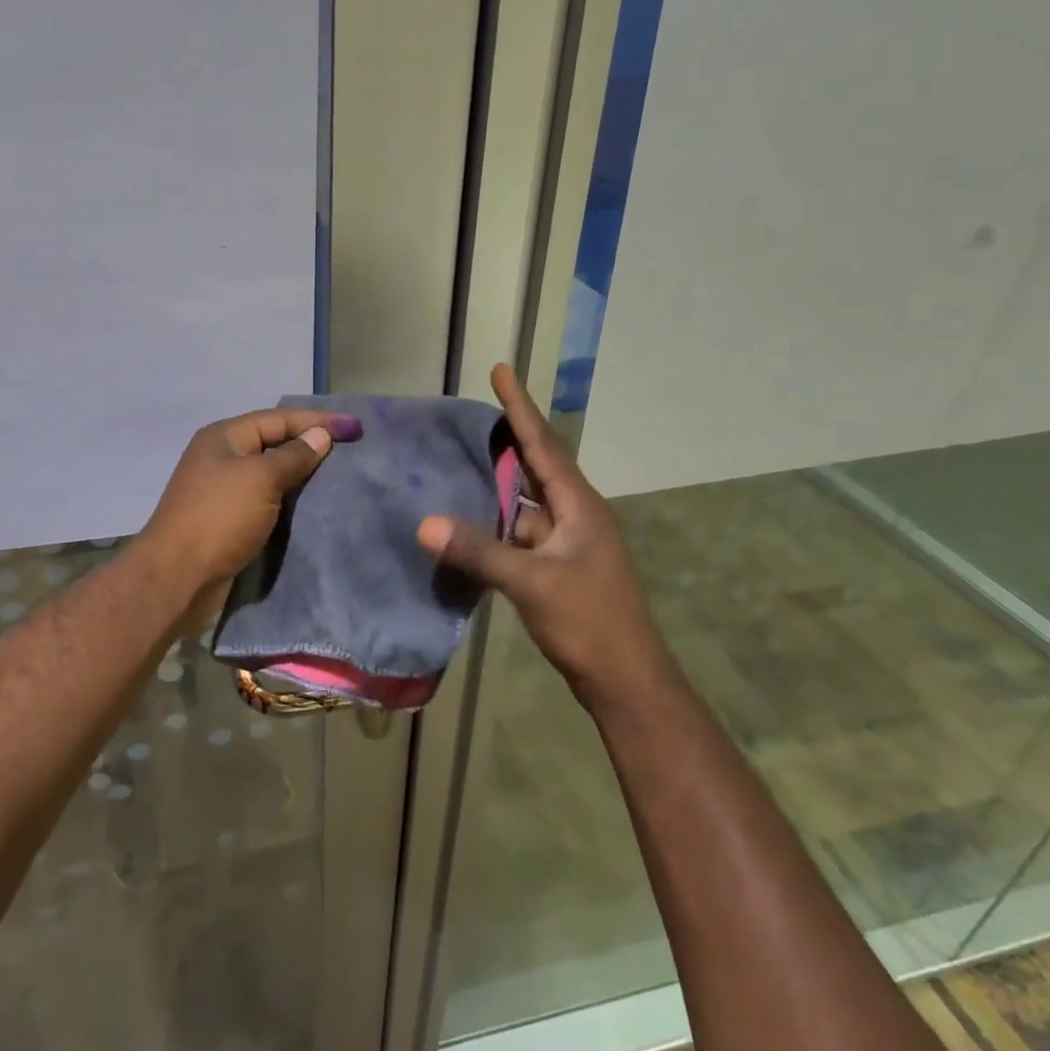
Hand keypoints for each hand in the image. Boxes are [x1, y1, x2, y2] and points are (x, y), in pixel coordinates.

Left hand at [140, 406, 362, 599]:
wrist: (177, 578)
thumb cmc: (219, 518)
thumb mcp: (261, 479)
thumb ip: (293, 456)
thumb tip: (320, 435)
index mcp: (224, 438)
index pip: (278, 418)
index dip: (317, 421)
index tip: (355, 428)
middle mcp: (221, 458)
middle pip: (273, 443)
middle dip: (310, 445)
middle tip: (350, 449)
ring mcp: (222, 490)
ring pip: (270, 474)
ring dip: (301, 474)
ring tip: (338, 476)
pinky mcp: (227, 520)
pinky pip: (265, 500)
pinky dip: (289, 499)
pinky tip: (312, 505)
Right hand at [416, 364, 661, 705]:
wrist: (625, 680)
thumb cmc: (589, 621)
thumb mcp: (532, 583)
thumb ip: (479, 551)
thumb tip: (425, 524)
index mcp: (579, 505)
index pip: (543, 444)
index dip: (519, 407)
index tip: (500, 370)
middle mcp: (574, 516)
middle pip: (533, 468)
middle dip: (504, 440)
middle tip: (466, 416)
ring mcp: (565, 544)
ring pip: (521, 507)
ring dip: (492, 491)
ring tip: (453, 466)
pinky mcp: (555, 569)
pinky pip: (517, 537)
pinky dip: (492, 529)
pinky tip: (464, 526)